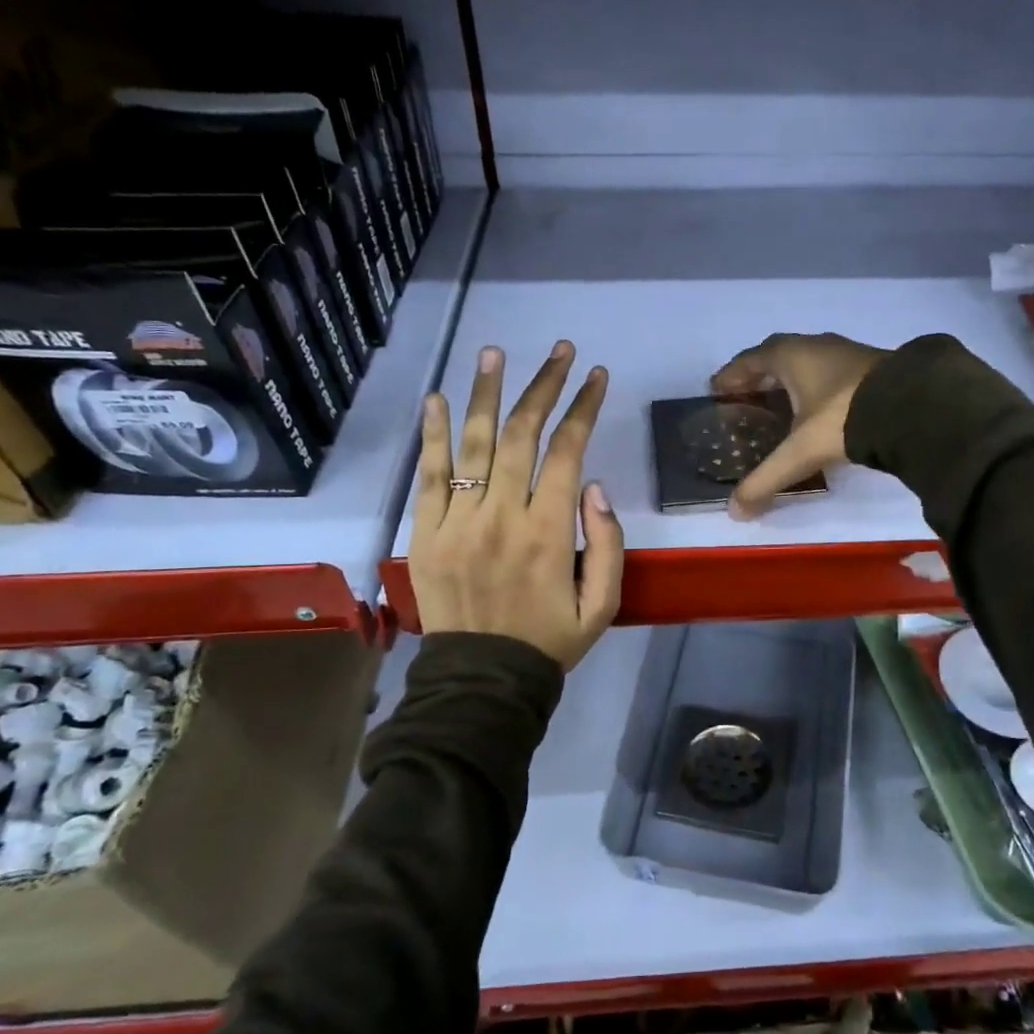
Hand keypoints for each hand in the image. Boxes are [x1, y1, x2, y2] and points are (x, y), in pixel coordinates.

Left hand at [411, 341, 623, 669]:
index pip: (567, 451)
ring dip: (485, 393)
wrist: (482, 682)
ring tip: (495, 352)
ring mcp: (458, 522)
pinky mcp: (426, 533)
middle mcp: (502, 515)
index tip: (595, 375)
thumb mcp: (602, 604)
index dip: (583, 407)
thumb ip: (608, 543)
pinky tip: (438, 398)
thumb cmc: (549, 641)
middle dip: (543, 386)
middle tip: (558, 350)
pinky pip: (428, 475)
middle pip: (521, 434)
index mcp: (548, 532)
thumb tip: (595, 485)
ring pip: (472, 443)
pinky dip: (432, 434)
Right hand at [711, 332, 890, 518]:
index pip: (750, 360)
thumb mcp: (799, 451)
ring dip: (789, 382)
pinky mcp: (870, 368)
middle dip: (758, 378)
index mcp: (790, 355)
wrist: (911, 406)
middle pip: (777, 358)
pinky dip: (815, 388)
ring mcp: (846, 354)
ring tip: (778, 406)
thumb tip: (735, 512)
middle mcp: (816, 346)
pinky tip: (817, 410)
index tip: (716, 390)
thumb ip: (766, 479)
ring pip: (807, 364)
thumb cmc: (842, 418)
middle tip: (743, 399)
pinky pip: (829, 374)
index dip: (731, 375)